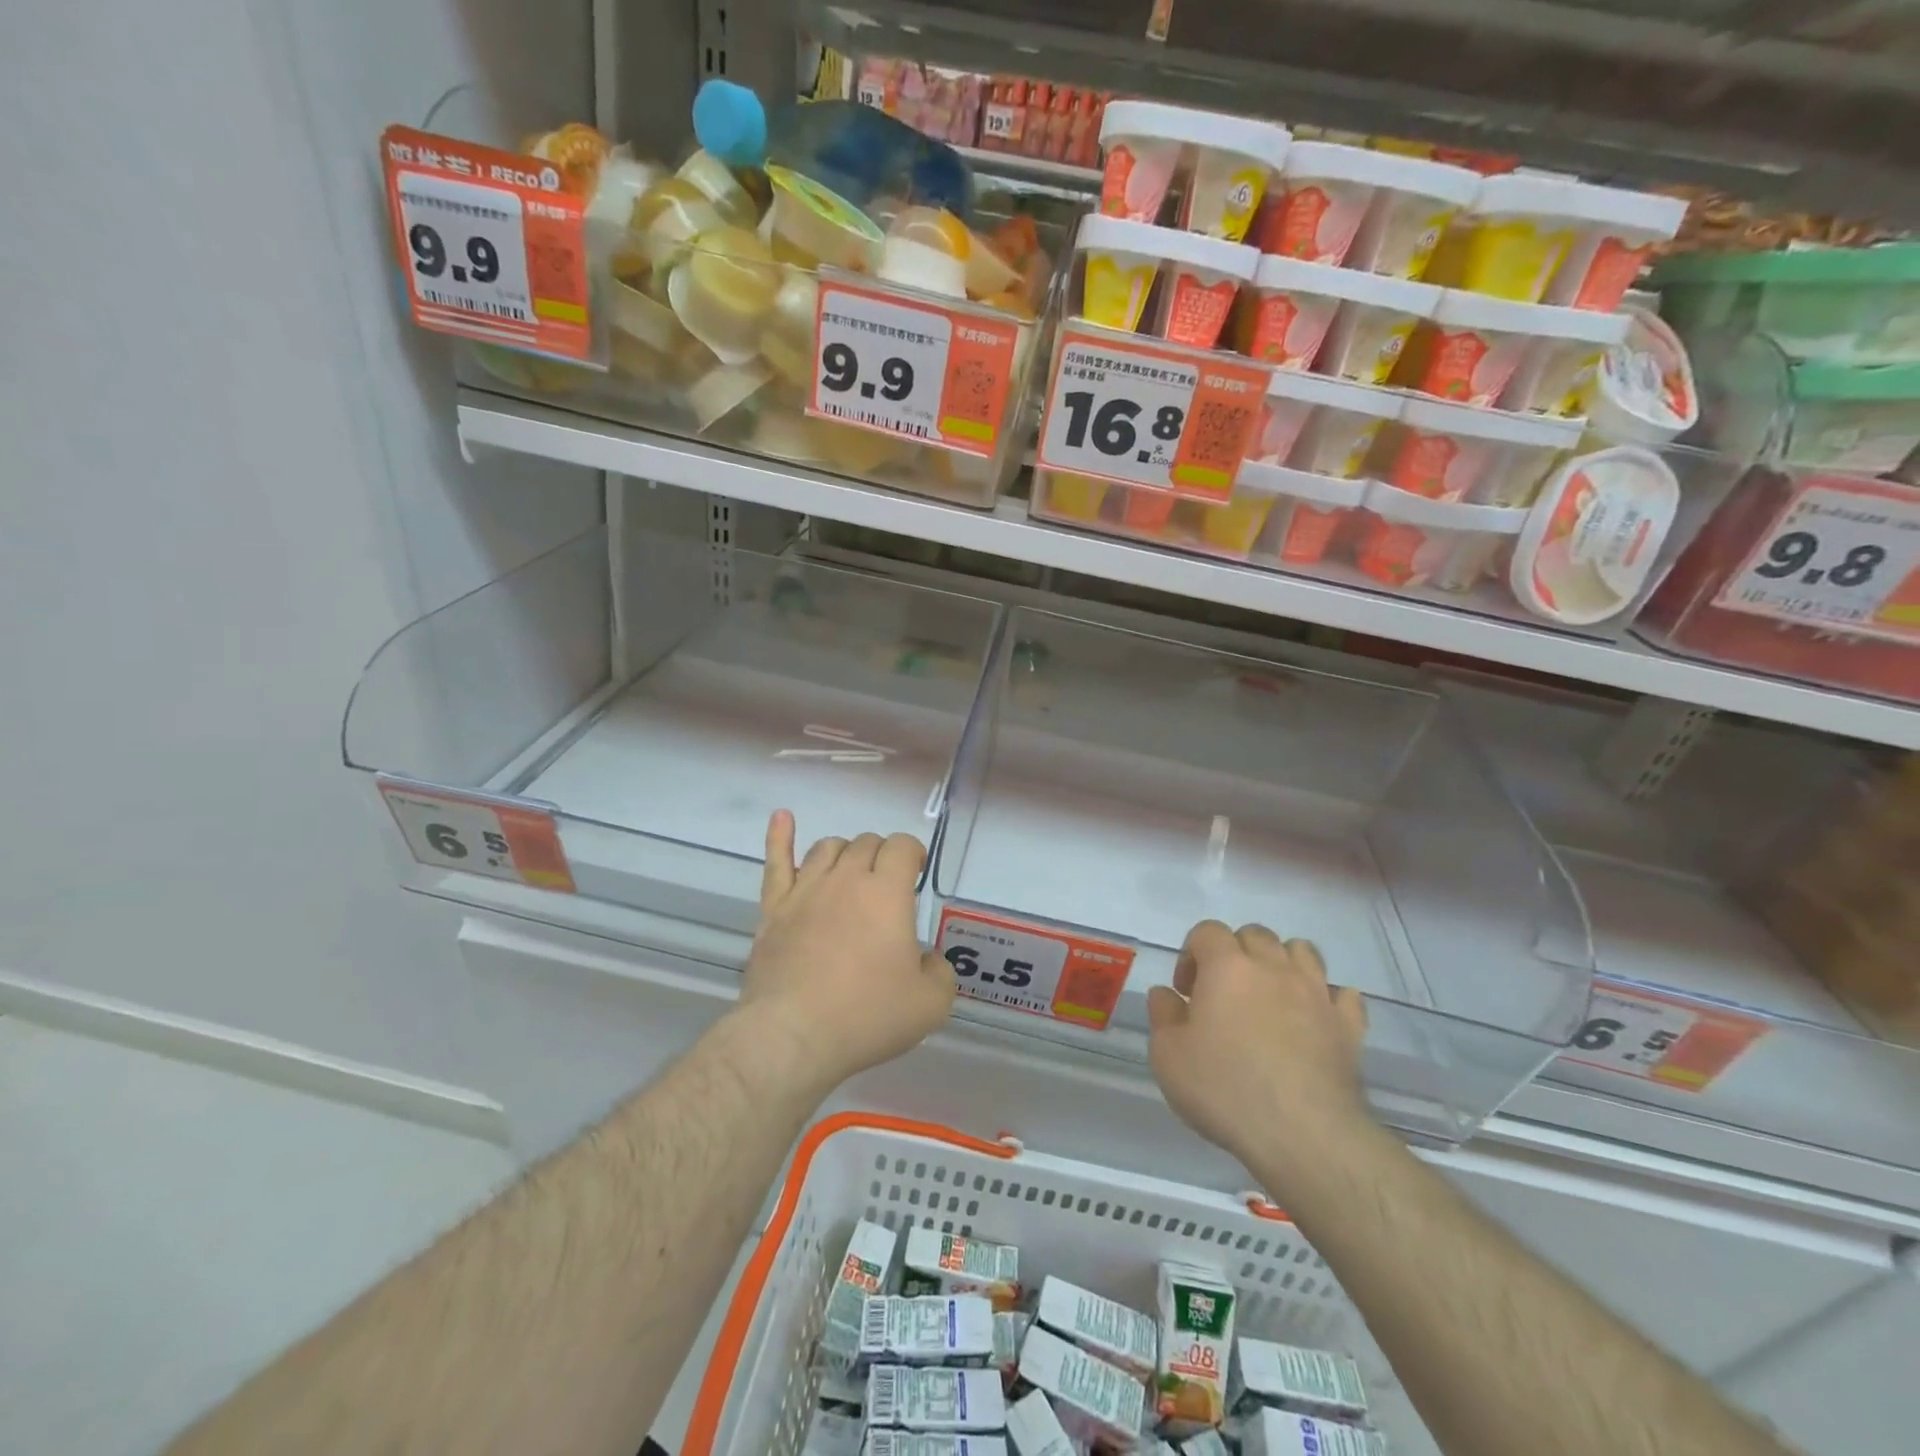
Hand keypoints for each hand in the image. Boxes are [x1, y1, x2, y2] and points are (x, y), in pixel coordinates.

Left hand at [739, 810, 955, 1089]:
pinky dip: (779, 836)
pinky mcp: (774, 909)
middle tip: (886, 887)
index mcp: (886, 892)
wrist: (793, 1036)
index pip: (902, 846)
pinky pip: (776, 863)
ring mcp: (805, 891)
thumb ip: (940, 972)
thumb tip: (926, 960)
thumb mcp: (930, 1004)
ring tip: (850, 874)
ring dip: (845, 853)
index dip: (912, 854)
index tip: (915, 873)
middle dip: (881, 856)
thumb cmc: (866, 1016)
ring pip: (827, 848)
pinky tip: (782, 817)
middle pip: (865, 843)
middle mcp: (845, 879)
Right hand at [1147, 921, 1369, 1177]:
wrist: (1304, 1134)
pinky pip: (1343, 994)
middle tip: (1224, 993)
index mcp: (1227, 966)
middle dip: (1236, 953)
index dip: (1192, 953)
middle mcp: (1274, 967)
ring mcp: (1316, 993)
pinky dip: (1328, 998)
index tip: (1186, 991)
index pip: (1207, 931)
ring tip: (1270, 997)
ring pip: (1302, 951)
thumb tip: (1166, 995)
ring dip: (1283, 964)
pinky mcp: (1348, 1025)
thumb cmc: (1226, 1088)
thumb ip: (1162, 1015)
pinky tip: (1315, 1019)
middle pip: (1255, 934)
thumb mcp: (1168, 1056)